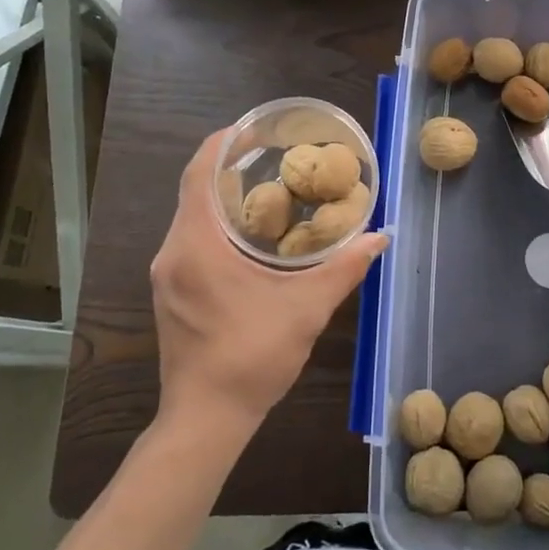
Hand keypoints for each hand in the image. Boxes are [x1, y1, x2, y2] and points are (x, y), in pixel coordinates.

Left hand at [152, 131, 387, 432]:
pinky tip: (252, 235)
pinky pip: (191, 240)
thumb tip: (380, 237)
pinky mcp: (172, 293)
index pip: (197, 174)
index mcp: (196, 245)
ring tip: (269, 189)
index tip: (251, 129)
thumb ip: (344, 268)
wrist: (206, 420)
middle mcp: (174, 252)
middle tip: (273, 157)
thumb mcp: (307, 309)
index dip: (220, 144)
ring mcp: (168, 275)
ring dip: (224, 198)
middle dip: (229, 168)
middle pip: (194, 191)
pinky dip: (218, 225)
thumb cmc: (252, 357)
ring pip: (192, 217)